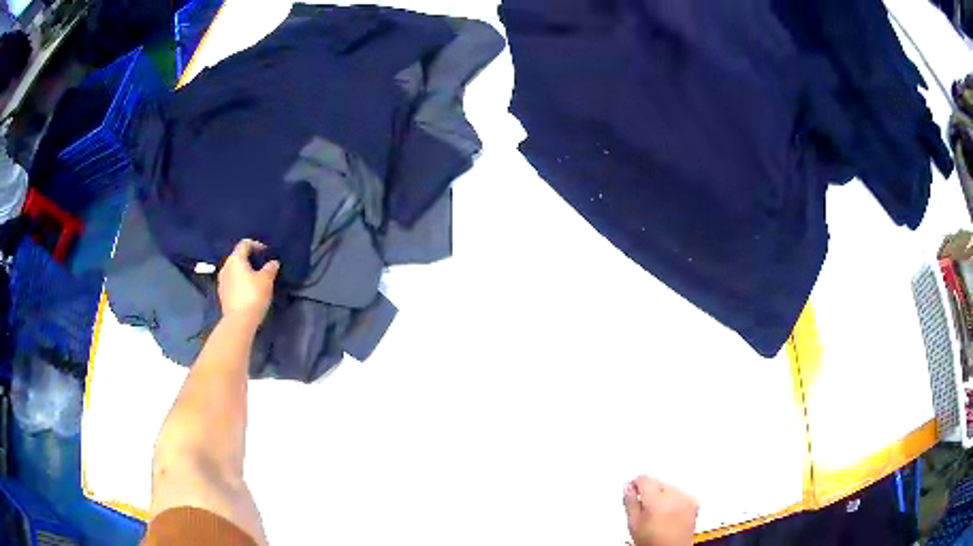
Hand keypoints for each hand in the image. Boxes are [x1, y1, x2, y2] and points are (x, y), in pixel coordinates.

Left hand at [217, 239, 278, 326]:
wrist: (239, 321)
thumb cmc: (253, 295)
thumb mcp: (266, 280)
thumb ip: (270, 268)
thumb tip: (273, 262)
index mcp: (235, 259)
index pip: (244, 244)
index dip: (256, 245)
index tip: (266, 252)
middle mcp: (226, 266)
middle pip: (238, 257)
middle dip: (249, 259)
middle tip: (262, 266)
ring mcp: (221, 281)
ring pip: (234, 270)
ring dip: (244, 272)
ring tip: (255, 279)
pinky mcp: (222, 294)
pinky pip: (232, 282)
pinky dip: (239, 282)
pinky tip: (247, 291)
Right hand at [624, 476, 698, 545]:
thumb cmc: (654, 542)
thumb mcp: (634, 524)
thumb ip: (630, 503)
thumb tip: (627, 487)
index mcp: (657, 501)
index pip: (645, 480)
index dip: (635, 484)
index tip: (632, 489)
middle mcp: (675, 496)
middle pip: (658, 482)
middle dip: (650, 491)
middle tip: (644, 507)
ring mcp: (687, 499)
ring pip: (670, 487)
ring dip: (663, 495)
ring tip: (658, 512)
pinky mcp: (695, 502)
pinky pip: (682, 493)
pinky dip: (675, 499)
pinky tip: (670, 512)